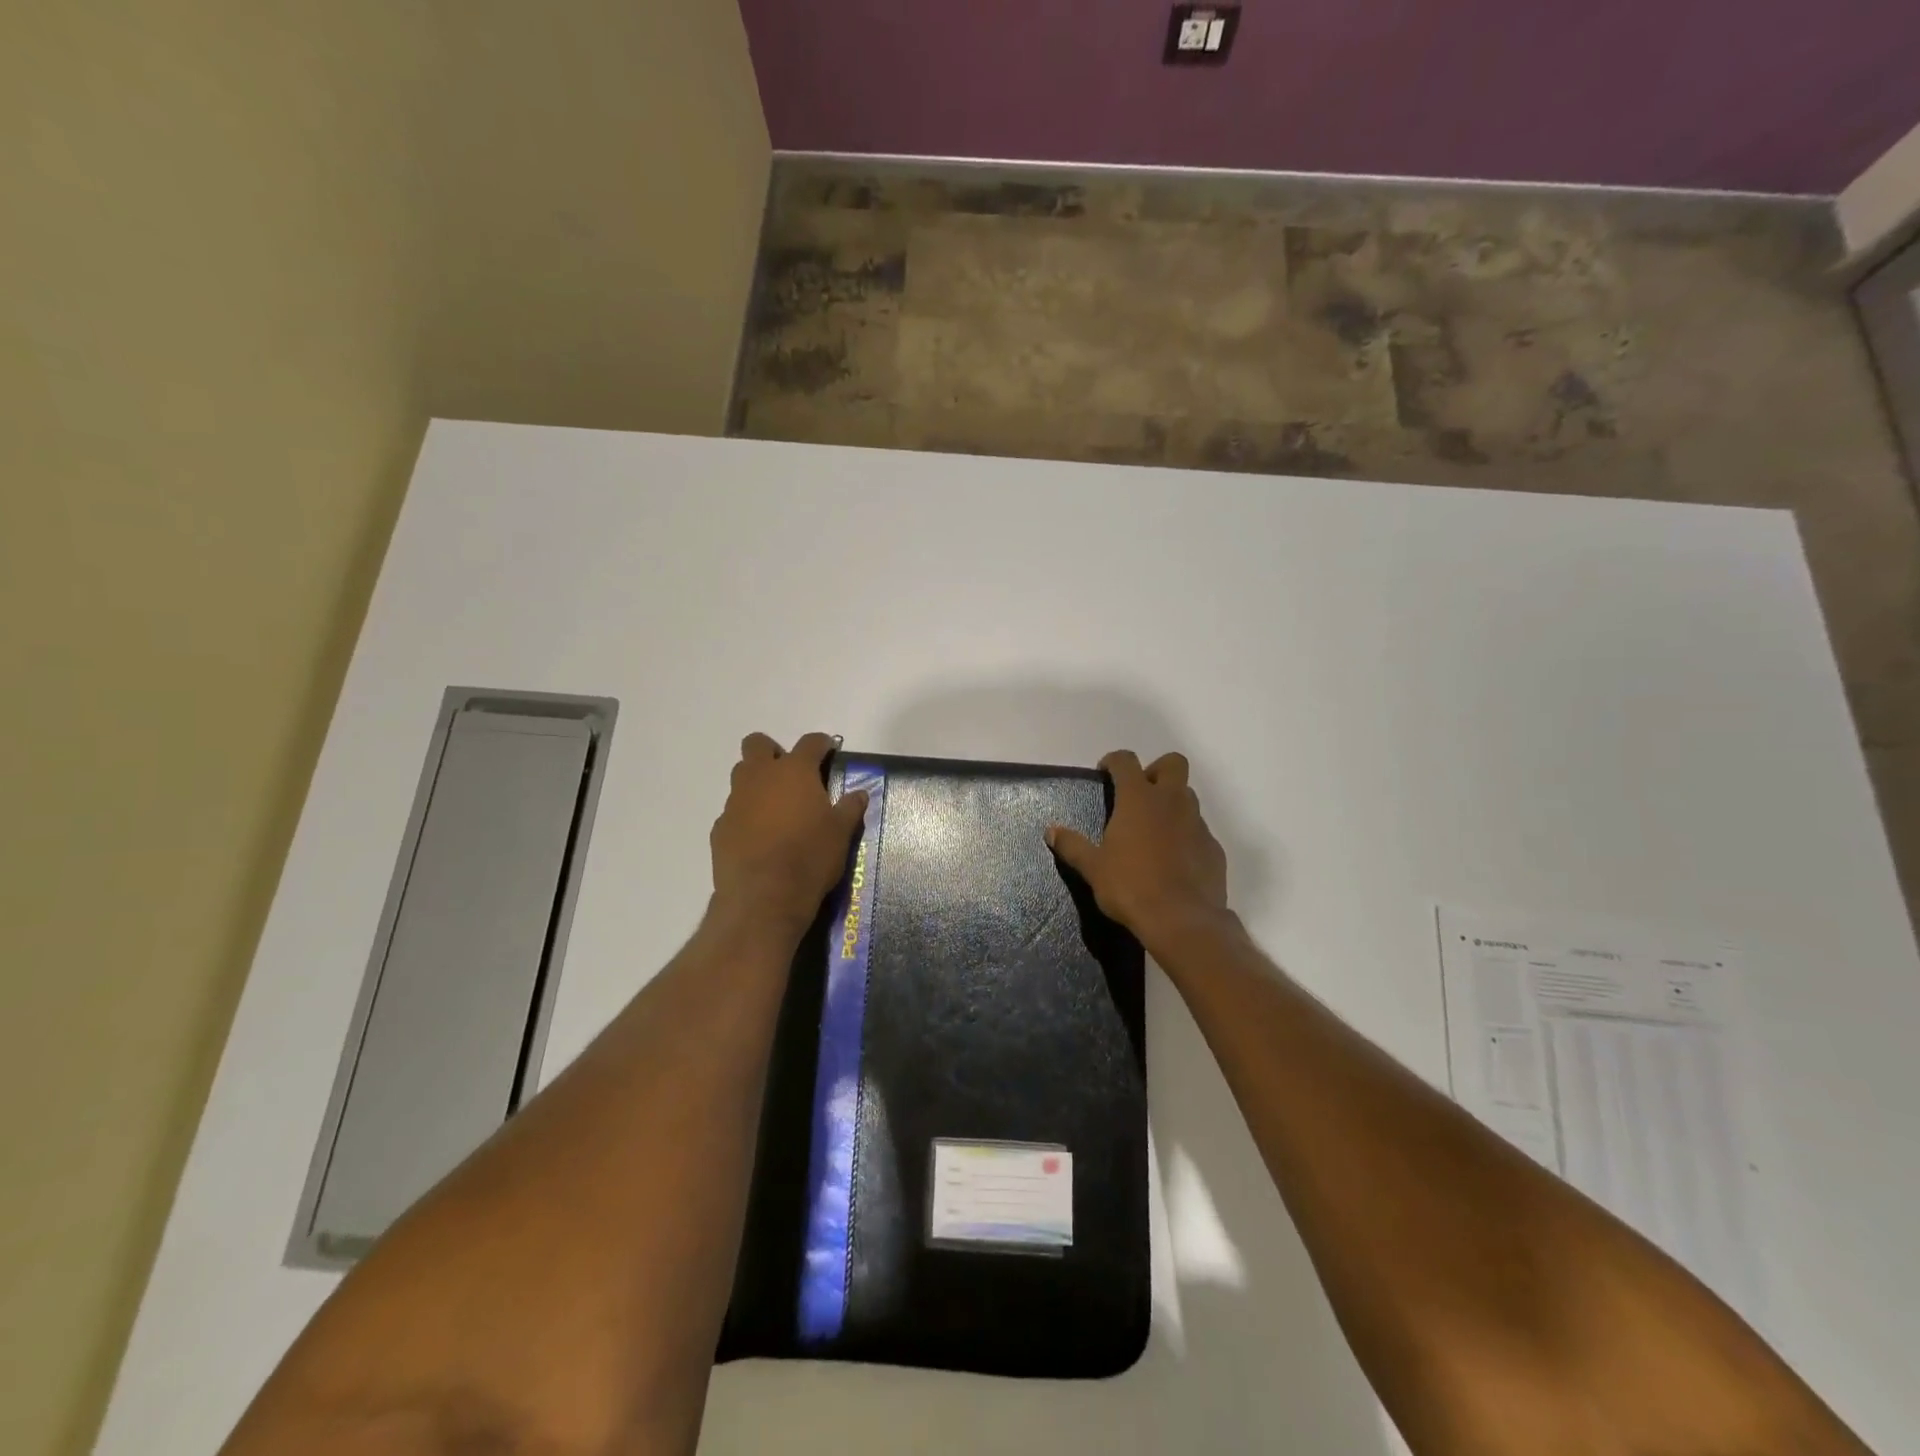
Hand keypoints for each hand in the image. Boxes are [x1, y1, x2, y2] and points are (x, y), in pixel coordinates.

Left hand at [711, 732, 867, 931]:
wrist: (764, 896)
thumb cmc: (809, 857)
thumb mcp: (841, 833)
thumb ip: (849, 808)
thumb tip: (859, 793)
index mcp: (794, 771)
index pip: (810, 742)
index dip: (822, 743)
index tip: (829, 751)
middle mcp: (760, 777)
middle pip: (757, 744)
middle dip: (773, 751)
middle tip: (791, 774)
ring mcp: (735, 801)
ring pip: (741, 775)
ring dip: (757, 782)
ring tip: (776, 807)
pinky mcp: (720, 827)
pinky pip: (733, 810)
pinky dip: (746, 815)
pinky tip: (759, 837)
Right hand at [1047, 750, 1233, 949]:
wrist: (1183, 921)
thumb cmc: (1131, 887)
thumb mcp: (1093, 868)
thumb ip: (1072, 845)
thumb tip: (1051, 830)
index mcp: (1139, 799)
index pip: (1126, 761)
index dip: (1114, 761)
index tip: (1105, 773)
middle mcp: (1171, 802)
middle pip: (1172, 763)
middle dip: (1155, 770)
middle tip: (1139, 794)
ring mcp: (1197, 823)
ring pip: (1187, 796)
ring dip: (1171, 803)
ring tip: (1153, 830)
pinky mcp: (1213, 848)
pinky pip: (1199, 830)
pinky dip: (1186, 835)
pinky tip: (1174, 859)